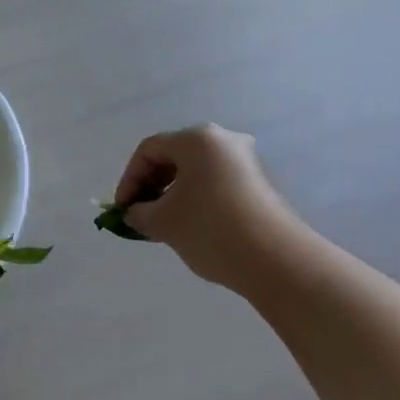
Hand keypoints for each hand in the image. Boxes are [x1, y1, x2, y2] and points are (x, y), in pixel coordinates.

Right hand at [113, 125, 312, 289]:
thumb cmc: (211, 229)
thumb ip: (139, 213)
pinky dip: (196, 199)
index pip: (149, 150)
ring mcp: (246, 162)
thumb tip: (136, 213)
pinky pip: (216, 183)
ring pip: (196, 171)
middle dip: (151, 186)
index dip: (129, 179)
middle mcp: (223, 141)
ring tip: (163, 224)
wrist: (277, 261)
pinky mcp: (259, 184)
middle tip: (139, 215)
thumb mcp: (163, 222)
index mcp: (197, 139)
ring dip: (173, 194)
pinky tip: (191, 227)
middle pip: (174, 157)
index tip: (122, 209)